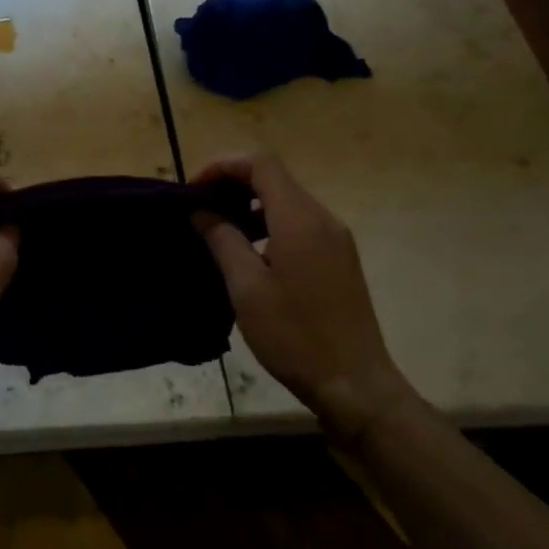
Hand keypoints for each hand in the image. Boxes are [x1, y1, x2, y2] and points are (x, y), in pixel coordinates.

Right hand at [192, 154, 413, 443]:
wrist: (354, 384)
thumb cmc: (294, 335)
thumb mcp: (246, 287)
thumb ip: (222, 239)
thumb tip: (201, 210)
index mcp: (299, 219)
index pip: (261, 163)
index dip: (222, 165)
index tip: (193, 189)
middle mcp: (323, 218)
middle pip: (274, 177)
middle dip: (232, 182)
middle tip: (199, 208)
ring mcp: (335, 238)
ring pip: (286, 199)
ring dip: (249, 203)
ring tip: (217, 228)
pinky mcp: (339, 257)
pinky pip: (299, 222)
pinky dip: (268, 221)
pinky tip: (249, 250)